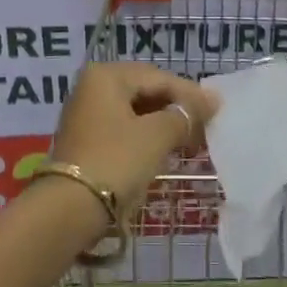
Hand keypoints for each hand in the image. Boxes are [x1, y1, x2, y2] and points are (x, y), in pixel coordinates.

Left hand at [50, 63, 216, 217]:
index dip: (190, 94)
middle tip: (205, 126)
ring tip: (190, 140)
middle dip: (176, 108)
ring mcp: (86, 114)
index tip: (217, 110)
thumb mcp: (156, 136)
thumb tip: (212, 100)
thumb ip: (185, 115)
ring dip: (163, 124)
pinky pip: (123, 129)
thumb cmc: (116, 161)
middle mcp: (92, 87)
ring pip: (135, 111)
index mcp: (106, 76)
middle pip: (145, 91)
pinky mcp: (85, 140)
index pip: (158, 78)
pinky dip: (146, 137)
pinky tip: (164, 151)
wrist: (69, 210)